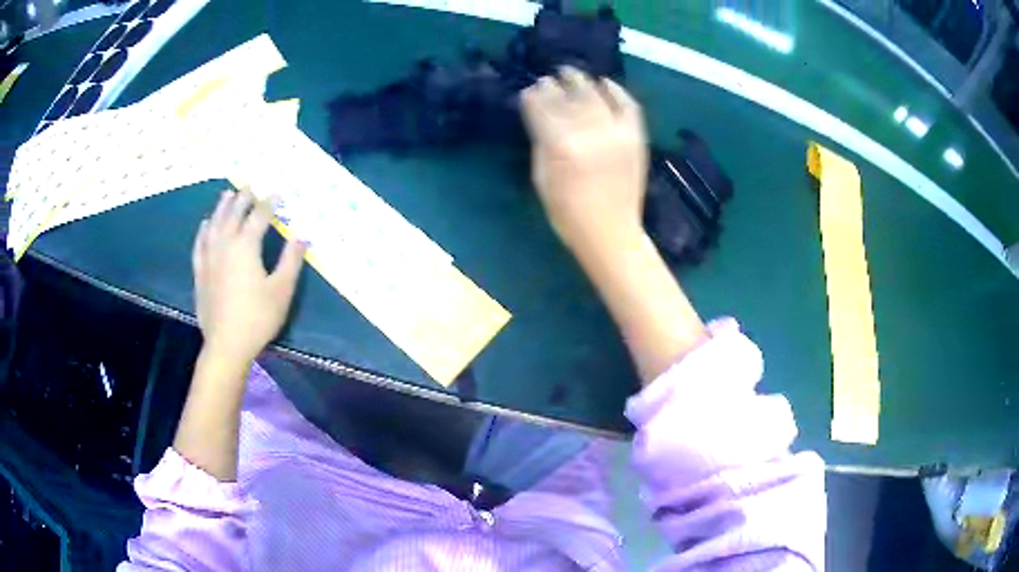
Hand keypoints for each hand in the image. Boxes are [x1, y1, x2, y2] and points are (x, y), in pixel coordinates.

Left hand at [192, 188, 305, 362]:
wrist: (226, 344)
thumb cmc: (258, 317)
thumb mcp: (282, 290)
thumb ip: (291, 260)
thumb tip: (301, 236)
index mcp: (246, 245)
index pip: (259, 215)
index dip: (270, 202)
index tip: (279, 193)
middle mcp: (225, 244)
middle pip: (234, 213)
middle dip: (244, 198)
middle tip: (251, 187)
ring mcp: (209, 257)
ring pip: (214, 223)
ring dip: (222, 207)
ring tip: (227, 194)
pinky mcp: (200, 272)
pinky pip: (200, 243)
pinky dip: (203, 230)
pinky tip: (205, 224)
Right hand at [521, 66, 648, 255]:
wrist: (611, 232)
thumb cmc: (567, 213)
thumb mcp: (541, 178)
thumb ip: (540, 142)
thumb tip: (539, 117)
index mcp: (561, 145)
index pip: (543, 108)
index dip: (533, 96)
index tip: (529, 89)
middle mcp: (590, 132)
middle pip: (568, 98)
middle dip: (555, 85)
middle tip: (548, 79)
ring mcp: (617, 133)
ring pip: (595, 96)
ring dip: (581, 81)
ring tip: (570, 73)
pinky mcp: (636, 138)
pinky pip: (628, 106)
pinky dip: (617, 91)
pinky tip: (605, 83)